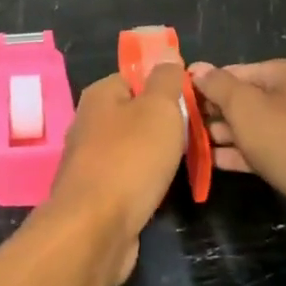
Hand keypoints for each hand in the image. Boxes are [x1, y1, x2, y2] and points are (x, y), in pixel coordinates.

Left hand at [46, 66, 187, 285]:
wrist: (95, 230)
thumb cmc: (130, 159)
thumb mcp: (159, 108)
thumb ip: (166, 80)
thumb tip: (167, 55)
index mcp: (100, 95)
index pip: (136, 76)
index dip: (165, 85)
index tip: (193, 101)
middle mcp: (90, 122)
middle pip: (136, 112)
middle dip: (165, 123)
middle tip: (196, 134)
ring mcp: (90, 159)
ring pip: (134, 147)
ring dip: (158, 155)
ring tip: (187, 163)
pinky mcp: (96, 194)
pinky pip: (129, 177)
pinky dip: (147, 182)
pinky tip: (163, 190)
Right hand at [187, 59, 285, 245]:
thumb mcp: (245, 106)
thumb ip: (217, 85)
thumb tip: (197, 68)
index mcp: (284, 74)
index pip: (234, 71)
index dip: (205, 84)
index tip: (176, 99)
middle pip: (242, 99)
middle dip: (212, 112)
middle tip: (178, 125)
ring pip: (250, 128)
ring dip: (221, 135)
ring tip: (187, 144)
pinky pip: (260, 152)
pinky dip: (237, 154)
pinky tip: (211, 162)